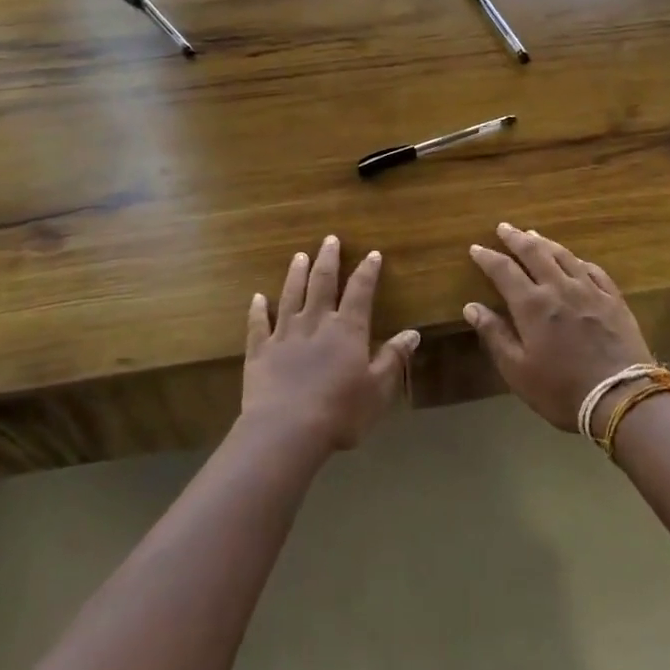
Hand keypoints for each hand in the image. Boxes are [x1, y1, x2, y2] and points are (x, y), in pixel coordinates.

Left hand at [242, 236, 419, 452]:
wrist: (287, 429)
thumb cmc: (340, 412)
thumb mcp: (378, 389)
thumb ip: (393, 358)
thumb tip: (412, 333)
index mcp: (347, 329)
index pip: (360, 291)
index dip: (367, 271)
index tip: (372, 254)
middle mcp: (316, 322)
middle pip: (322, 282)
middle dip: (328, 259)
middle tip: (329, 239)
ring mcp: (285, 334)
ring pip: (291, 295)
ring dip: (296, 274)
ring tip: (299, 256)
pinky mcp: (260, 350)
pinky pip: (259, 324)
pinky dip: (258, 309)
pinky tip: (257, 297)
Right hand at [466, 223, 652, 430]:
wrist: (621, 398)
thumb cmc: (562, 390)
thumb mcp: (518, 370)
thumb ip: (494, 335)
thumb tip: (471, 307)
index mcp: (532, 305)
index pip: (504, 270)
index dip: (488, 257)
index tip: (476, 248)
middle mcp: (559, 287)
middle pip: (534, 253)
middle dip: (516, 238)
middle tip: (504, 227)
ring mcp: (589, 290)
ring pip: (563, 255)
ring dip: (545, 242)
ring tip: (533, 234)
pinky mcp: (613, 299)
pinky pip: (593, 270)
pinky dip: (578, 260)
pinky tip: (575, 260)